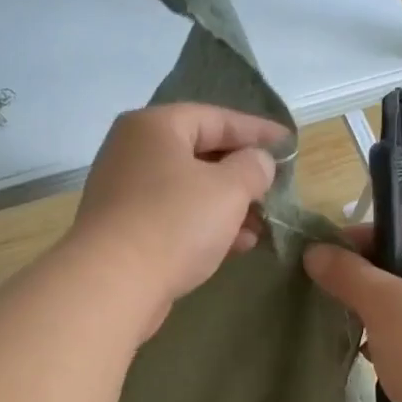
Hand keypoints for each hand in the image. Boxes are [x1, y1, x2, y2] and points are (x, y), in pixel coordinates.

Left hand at [70, 103, 288, 337]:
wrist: (113, 284)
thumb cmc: (174, 223)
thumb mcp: (229, 189)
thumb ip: (252, 168)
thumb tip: (256, 163)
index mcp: (154, 126)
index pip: (215, 117)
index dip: (257, 130)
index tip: (288, 143)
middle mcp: (133, 152)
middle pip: (199, 154)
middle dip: (242, 174)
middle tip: (275, 189)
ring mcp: (124, 193)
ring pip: (188, 191)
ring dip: (228, 206)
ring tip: (263, 225)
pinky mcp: (124, 231)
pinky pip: (174, 218)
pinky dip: (205, 227)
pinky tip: (237, 245)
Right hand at [303, 220, 401, 401]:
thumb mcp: (383, 303)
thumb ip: (347, 273)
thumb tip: (314, 252)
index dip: (380, 233)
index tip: (338, 249)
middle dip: (376, 278)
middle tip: (339, 286)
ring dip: (384, 313)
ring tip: (350, 322)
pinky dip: (398, 343)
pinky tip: (372, 356)